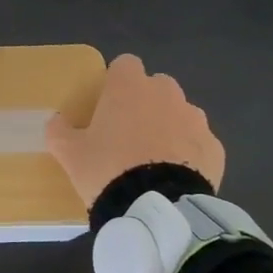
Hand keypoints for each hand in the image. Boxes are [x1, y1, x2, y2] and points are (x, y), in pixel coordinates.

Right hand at [45, 53, 224, 205]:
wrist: (157, 208)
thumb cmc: (107, 169)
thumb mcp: (69, 153)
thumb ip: (60, 131)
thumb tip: (57, 121)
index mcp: (129, 86)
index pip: (125, 64)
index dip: (116, 82)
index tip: (108, 104)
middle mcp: (166, 93)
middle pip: (156, 86)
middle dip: (146, 103)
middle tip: (128, 134)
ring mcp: (195, 119)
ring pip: (181, 113)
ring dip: (169, 127)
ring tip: (154, 160)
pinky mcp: (215, 148)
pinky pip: (199, 143)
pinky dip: (190, 154)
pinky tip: (176, 177)